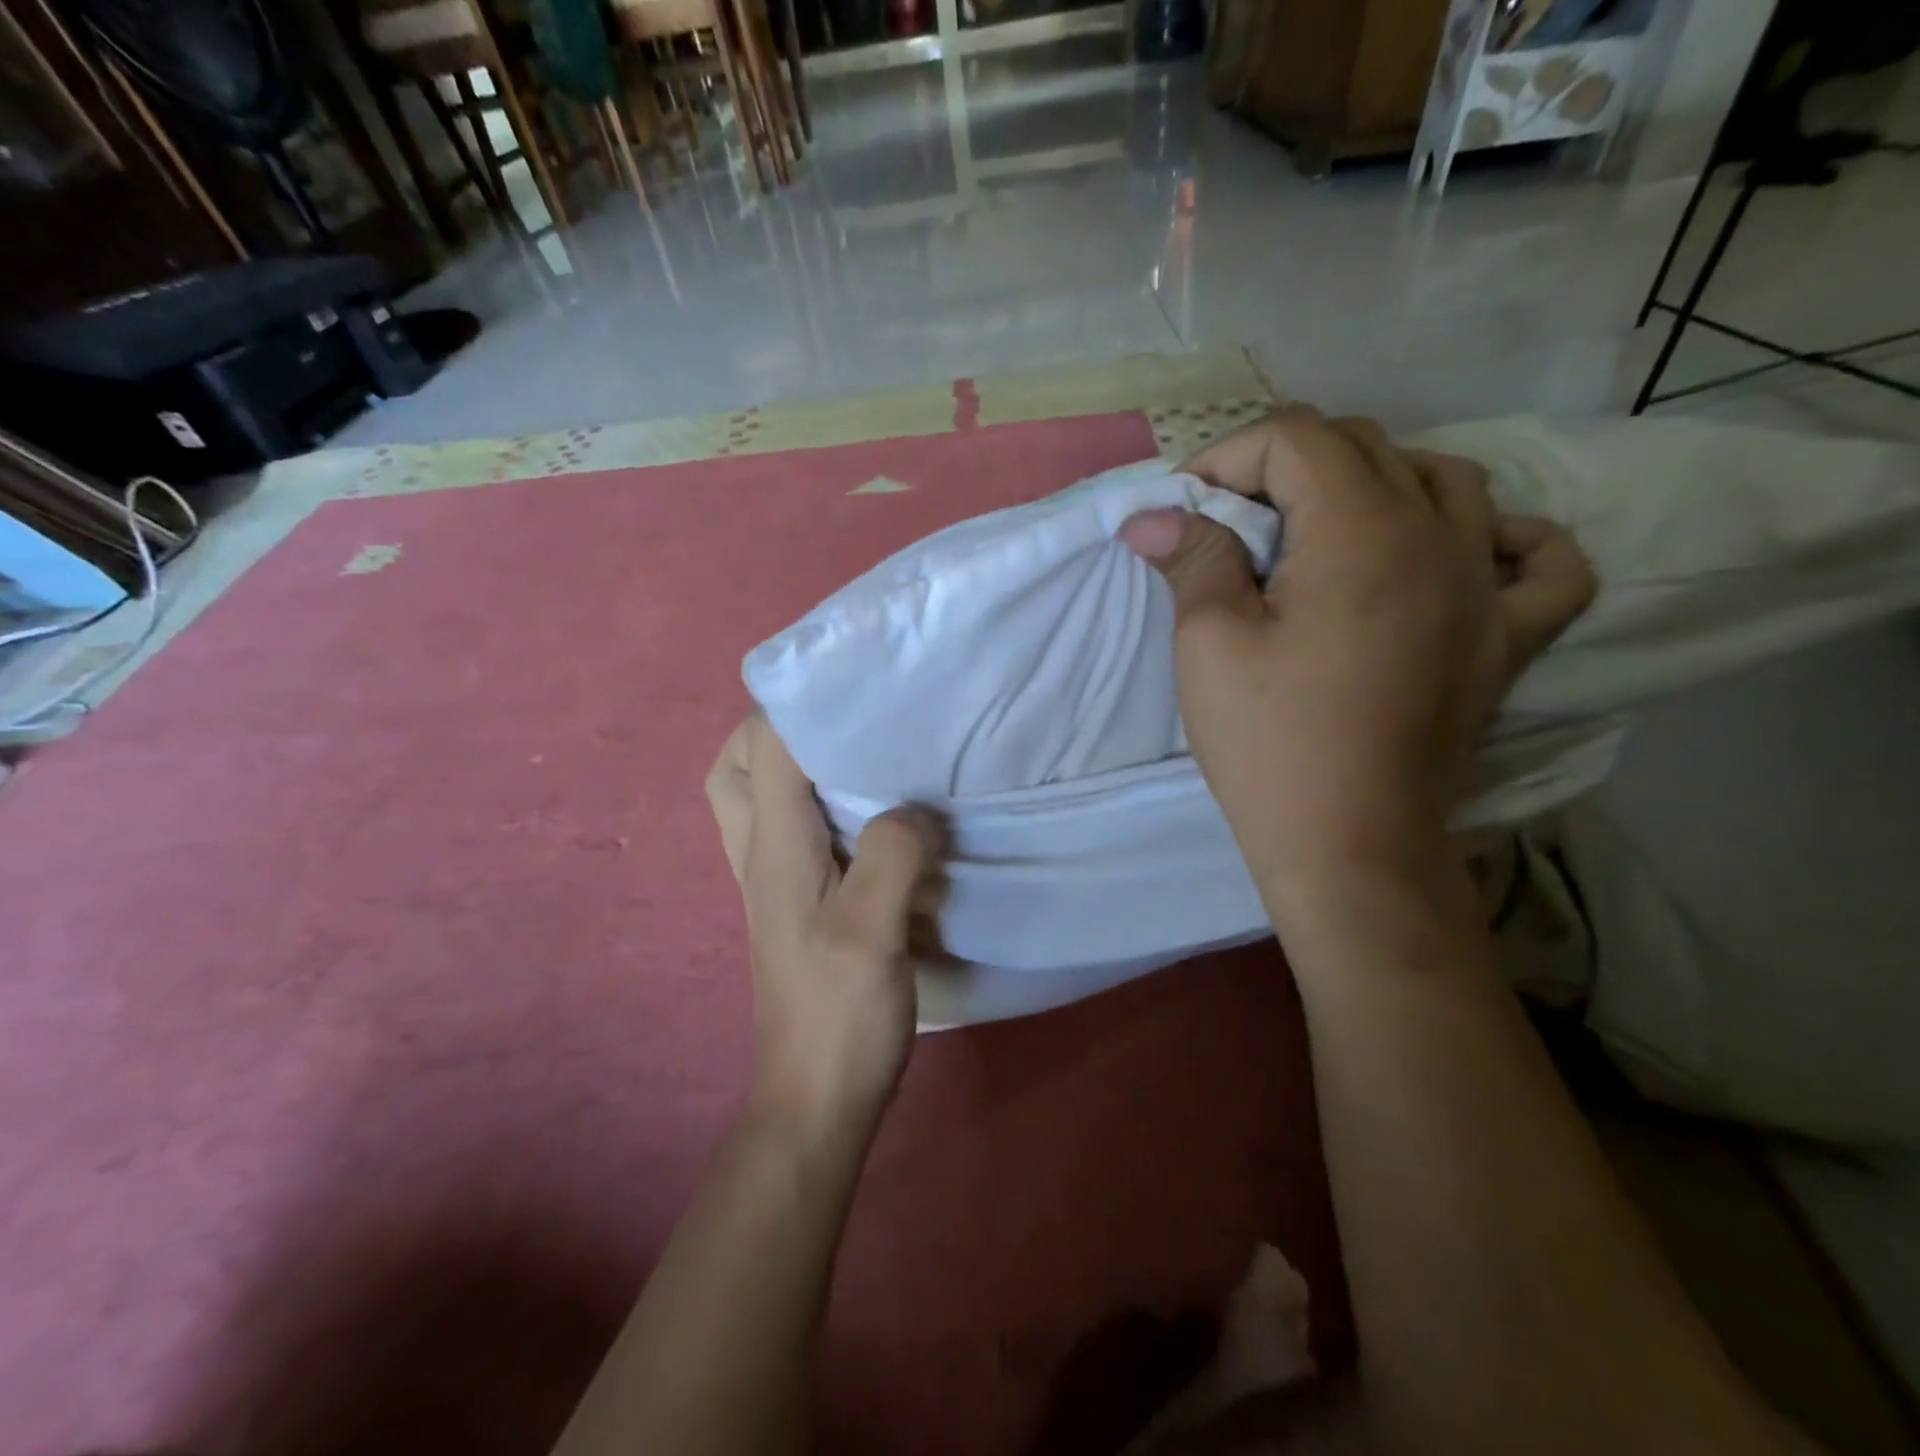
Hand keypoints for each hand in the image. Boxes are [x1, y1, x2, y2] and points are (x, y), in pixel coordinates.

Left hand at [705, 716, 940, 1137]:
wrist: (816, 1098)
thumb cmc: (839, 1015)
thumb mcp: (871, 930)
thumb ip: (890, 854)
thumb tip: (912, 807)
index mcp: (774, 848)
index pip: (763, 749)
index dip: (798, 704)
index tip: (852, 679)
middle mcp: (761, 855)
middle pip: (733, 769)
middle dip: (773, 730)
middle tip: (838, 721)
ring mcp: (774, 882)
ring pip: (756, 800)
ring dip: (791, 767)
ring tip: (857, 757)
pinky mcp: (797, 904)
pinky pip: (792, 832)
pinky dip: (816, 805)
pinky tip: (871, 816)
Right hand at [1120, 408, 1594, 895]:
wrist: (1349, 847)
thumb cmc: (1270, 745)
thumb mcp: (1210, 645)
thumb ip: (1194, 560)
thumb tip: (1153, 516)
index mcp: (1364, 532)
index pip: (1298, 438)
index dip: (1228, 458)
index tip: (1186, 512)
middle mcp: (1442, 537)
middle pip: (1366, 447)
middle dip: (1284, 467)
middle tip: (1232, 525)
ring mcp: (1487, 589)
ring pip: (1449, 480)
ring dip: (1375, 484)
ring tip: (1323, 532)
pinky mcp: (1508, 641)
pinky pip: (1541, 564)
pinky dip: (1505, 540)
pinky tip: (1466, 550)